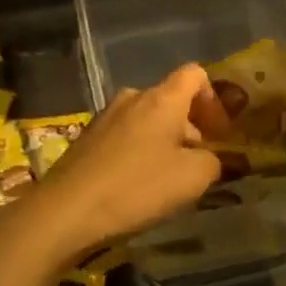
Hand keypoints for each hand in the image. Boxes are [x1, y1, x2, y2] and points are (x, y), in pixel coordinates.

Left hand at [20, 65, 223, 262]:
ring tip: (168, 178)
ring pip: (147, 119)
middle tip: (199, 163)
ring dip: (165, 141)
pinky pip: (125, 135)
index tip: (219, 133)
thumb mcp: (193, 178)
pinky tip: (137, 184)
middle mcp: (132, 98)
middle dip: (191, 127)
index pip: (195, 74)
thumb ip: (214, 161)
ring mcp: (105, 117)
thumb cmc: (137, 188)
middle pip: (171, 99)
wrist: (66, 211)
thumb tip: (212, 158)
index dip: (214, 99)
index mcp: (161, 98)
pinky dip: (140, 151)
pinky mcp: (87, 139)